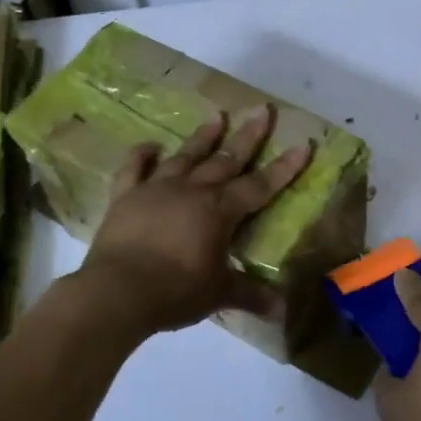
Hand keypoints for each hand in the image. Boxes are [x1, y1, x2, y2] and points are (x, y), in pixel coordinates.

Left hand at [81, 107, 312, 336]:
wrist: (117, 292)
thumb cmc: (175, 291)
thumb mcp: (218, 294)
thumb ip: (250, 295)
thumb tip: (282, 311)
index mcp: (219, 211)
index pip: (259, 186)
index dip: (284, 167)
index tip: (303, 144)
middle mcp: (191, 191)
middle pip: (225, 160)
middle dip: (248, 136)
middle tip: (261, 109)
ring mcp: (156, 190)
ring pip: (185, 156)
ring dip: (203, 137)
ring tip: (217, 116)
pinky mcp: (125, 197)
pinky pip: (134, 169)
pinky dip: (142, 155)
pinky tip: (150, 144)